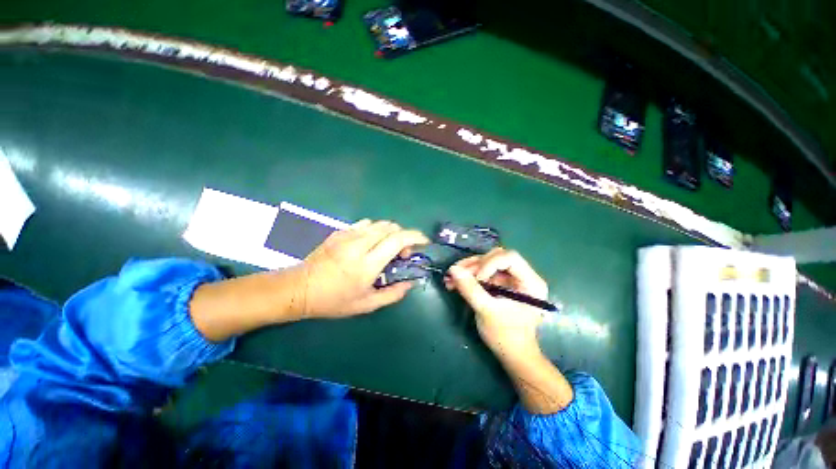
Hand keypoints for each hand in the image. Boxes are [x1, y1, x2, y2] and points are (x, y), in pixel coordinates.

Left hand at [292, 219, 428, 318]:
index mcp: (367, 264)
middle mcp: (359, 245)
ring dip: (391, 232)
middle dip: (404, 236)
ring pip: (379, 223)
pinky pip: (364, 224)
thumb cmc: (333, 301)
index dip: (415, 237)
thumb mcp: (366, 305)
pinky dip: (375, 230)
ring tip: (387, 248)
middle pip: (391, 227)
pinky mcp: (339, 232)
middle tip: (402, 253)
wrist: (299, 289)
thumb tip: (411, 283)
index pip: (397, 240)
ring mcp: (347, 235)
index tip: (423, 242)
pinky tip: (370, 243)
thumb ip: (393, 294)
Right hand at [445, 248, 548, 357]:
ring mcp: (509, 279)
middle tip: (456, 274)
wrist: (510, 354)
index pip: (509, 258)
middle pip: (496, 257)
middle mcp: (521, 275)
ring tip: (450, 278)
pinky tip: (454, 283)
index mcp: (530, 281)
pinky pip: (482, 272)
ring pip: (486, 263)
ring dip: (467, 269)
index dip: (489, 263)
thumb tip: (453, 269)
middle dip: (474, 265)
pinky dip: (468, 276)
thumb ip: (470, 289)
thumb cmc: (506, 336)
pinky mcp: (499, 284)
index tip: (476, 278)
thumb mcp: (487, 311)